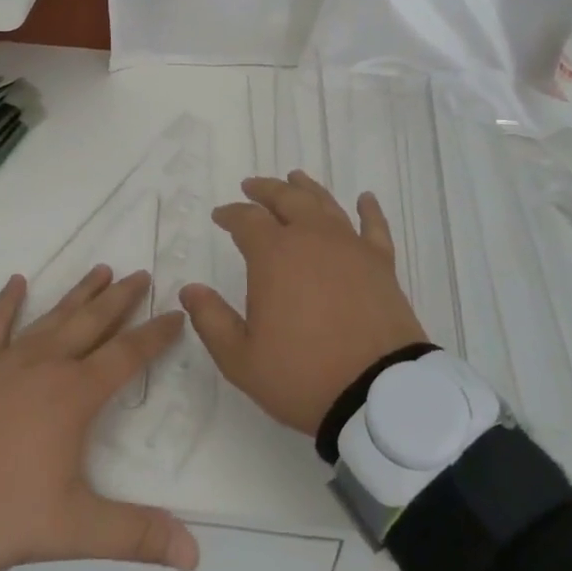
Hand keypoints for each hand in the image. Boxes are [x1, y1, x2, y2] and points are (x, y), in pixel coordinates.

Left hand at [0, 266, 199, 570]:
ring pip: (53, 317)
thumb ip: (134, 535)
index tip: (178, 313)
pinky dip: (6, 302)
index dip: (156, 334)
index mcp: (75, 394)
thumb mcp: (73, 528)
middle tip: (143, 274)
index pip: (128, 355)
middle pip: (93, 323)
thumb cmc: (1, 511)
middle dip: (121, 299)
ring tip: (102, 269)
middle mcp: (46, 365)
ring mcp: (7, 361)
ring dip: (79, 293)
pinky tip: (16, 281)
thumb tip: (194, 553)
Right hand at [179, 171, 428, 436]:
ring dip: (306, 189)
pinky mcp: (381, 263)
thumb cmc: (302, 374)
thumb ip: (211, 320)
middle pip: (286, 199)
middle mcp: (312, 238)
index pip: (247, 220)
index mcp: (274, 255)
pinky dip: (368, 210)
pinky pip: (374, 226)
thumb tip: (190, 290)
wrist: (377, 392)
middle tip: (252, 186)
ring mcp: (350, 246)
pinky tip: (365, 199)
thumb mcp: (241, 358)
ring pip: (325, 204)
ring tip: (295, 179)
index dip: (230, 214)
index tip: (220, 215)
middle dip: (266, 190)